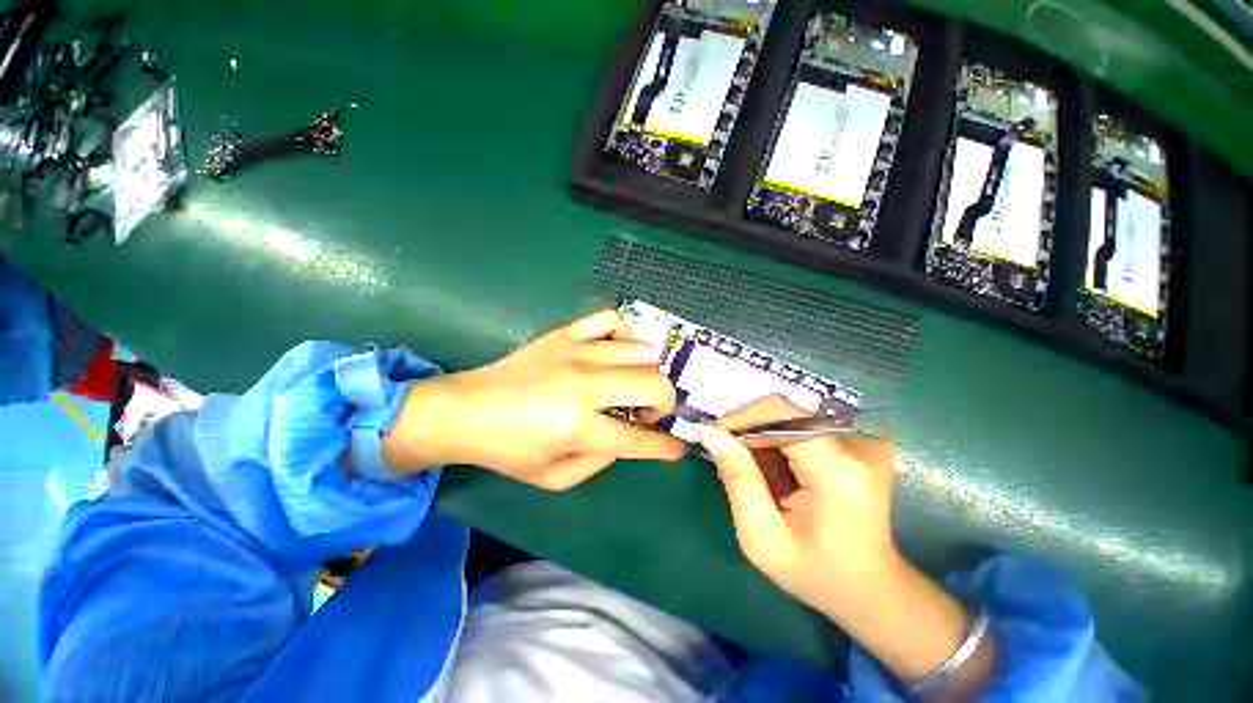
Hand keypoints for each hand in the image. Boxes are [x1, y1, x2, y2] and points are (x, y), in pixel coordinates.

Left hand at [383, 310, 685, 489]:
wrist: (465, 410)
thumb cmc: (508, 450)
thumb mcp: (553, 478)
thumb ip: (599, 463)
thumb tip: (628, 438)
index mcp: (577, 426)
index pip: (637, 438)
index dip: (664, 446)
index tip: (677, 449)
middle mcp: (584, 384)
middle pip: (653, 384)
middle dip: (664, 404)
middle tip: (646, 414)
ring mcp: (576, 352)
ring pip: (641, 351)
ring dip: (646, 373)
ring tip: (630, 385)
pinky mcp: (565, 333)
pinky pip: (611, 319)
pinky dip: (624, 335)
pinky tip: (614, 353)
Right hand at [697, 395, 898, 612]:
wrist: (872, 589)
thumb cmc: (815, 572)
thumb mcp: (762, 536)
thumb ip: (737, 478)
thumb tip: (709, 432)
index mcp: (836, 471)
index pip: (780, 414)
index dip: (741, 417)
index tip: (713, 436)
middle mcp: (857, 446)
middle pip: (784, 412)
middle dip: (747, 428)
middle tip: (725, 454)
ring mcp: (862, 442)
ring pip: (790, 416)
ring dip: (761, 436)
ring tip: (750, 469)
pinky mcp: (859, 443)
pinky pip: (802, 426)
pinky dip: (778, 441)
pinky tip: (773, 469)